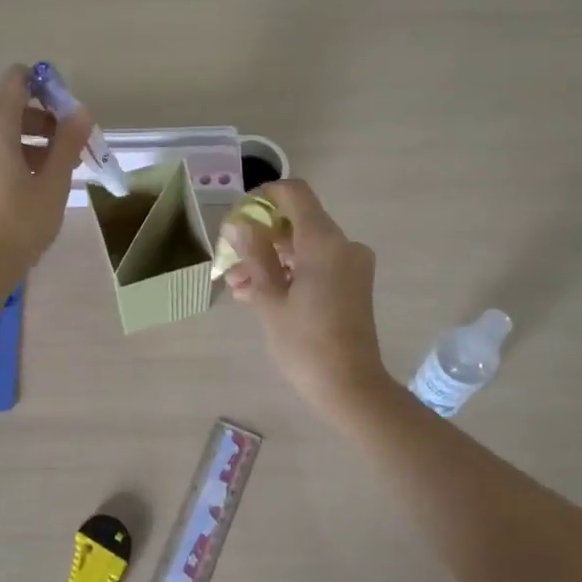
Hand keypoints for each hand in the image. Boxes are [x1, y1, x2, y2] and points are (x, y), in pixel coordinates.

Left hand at [0, 65, 91, 286]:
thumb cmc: (19, 225)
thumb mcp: (53, 184)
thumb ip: (67, 142)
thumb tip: (80, 111)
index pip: (16, 80)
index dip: (44, 86)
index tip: (66, 112)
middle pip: (8, 108)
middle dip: (41, 122)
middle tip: (68, 150)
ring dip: (26, 142)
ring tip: (52, 173)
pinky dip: (7, 157)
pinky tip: (27, 186)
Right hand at [223, 180, 393, 413]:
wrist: (350, 387)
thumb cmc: (305, 344)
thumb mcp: (270, 299)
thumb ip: (254, 255)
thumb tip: (238, 225)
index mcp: (324, 242)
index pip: (295, 194)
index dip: (264, 197)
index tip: (239, 216)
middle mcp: (343, 245)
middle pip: (297, 222)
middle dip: (261, 237)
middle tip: (230, 260)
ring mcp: (350, 265)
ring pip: (304, 247)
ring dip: (270, 259)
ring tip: (237, 286)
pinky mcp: (351, 284)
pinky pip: (316, 265)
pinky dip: (289, 273)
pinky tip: (257, 294)